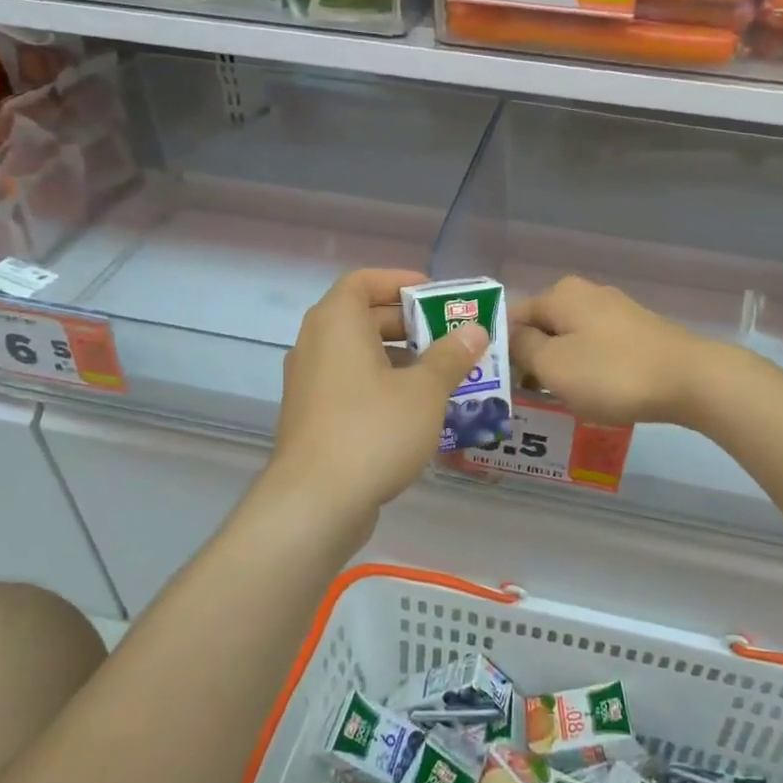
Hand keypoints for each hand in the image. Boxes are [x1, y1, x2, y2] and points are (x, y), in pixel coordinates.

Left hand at [272, 268, 488, 515]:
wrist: (315, 501)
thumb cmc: (373, 430)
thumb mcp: (424, 390)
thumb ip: (451, 356)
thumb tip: (473, 331)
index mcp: (337, 323)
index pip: (362, 281)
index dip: (398, 281)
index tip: (433, 294)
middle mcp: (315, 345)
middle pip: (362, 317)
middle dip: (408, 323)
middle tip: (448, 336)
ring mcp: (309, 383)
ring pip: (358, 356)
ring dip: (398, 358)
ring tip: (441, 374)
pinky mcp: (312, 417)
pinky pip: (350, 386)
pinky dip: (381, 386)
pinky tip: (415, 412)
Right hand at [513, 276, 716, 426]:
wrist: (692, 380)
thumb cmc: (612, 373)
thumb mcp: (553, 365)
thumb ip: (521, 347)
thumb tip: (508, 336)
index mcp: (560, 294)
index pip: (512, 317)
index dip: (501, 350)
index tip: (500, 385)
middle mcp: (586, 294)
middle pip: (542, 328)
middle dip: (532, 361)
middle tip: (527, 397)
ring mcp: (615, 312)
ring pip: (569, 340)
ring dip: (559, 368)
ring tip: (558, 401)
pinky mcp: (636, 332)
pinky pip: (596, 349)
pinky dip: (587, 370)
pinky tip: (593, 394)